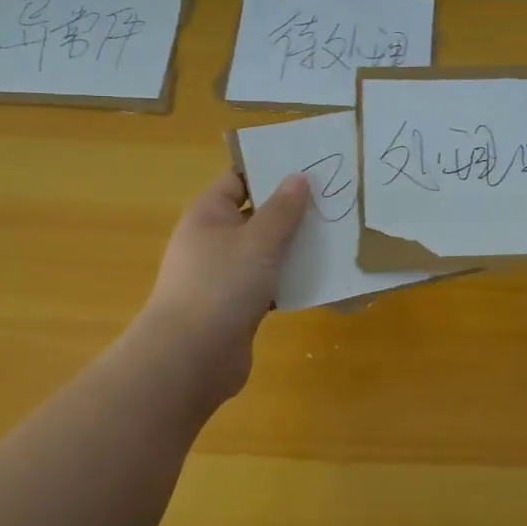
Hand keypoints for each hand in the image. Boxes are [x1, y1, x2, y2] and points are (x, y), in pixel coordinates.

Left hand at [138, 170, 310, 403]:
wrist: (190, 359)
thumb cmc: (221, 286)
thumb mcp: (258, 241)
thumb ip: (282, 210)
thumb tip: (298, 177)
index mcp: (209, 215)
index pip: (239, 179)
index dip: (270, 170)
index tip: (309, 167)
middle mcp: (213, 240)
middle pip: (256, 215)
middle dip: (291, 210)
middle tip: (333, 200)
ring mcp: (223, 275)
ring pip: (265, 252)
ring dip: (294, 247)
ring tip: (336, 235)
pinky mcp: (236, 306)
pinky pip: (268, 283)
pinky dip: (290, 280)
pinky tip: (321, 277)